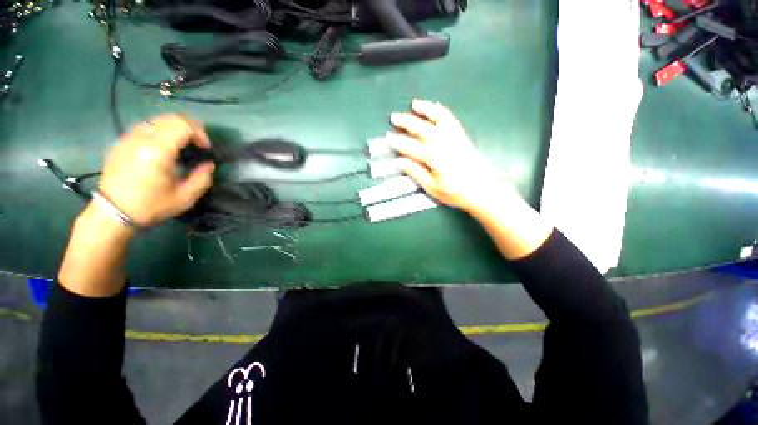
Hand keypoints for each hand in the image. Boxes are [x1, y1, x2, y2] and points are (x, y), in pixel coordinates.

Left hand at [98, 114, 215, 226]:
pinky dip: (160, 132)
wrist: (112, 213)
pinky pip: (145, 127)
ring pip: (157, 120)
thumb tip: (209, 165)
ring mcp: (129, 138)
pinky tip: (163, 147)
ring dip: (175, 129)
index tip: (206, 148)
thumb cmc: (151, 206)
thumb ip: (202, 178)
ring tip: (182, 145)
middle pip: (170, 118)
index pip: (183, 125)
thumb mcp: (185, 198)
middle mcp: (142, 138)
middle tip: (198, 144)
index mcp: (158, 150)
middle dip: (190, 128)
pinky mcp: (121, 143)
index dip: (200, 133)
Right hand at [387, 99, 504, 212]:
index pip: (410, 146)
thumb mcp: (432, 187)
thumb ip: (416, 172)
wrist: (481, 189)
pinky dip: (441, 111)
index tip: (388, 137)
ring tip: (414, 103)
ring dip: (425, 109)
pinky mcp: (461, 136)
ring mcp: (454, 137)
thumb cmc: (455, 192)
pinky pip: (450, 119)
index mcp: (433, 157)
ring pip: (437, 118)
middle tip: (394, 117)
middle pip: (421, 128)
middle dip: (406, 122)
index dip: (398, 142)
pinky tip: (435, 108)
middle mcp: (443, 142)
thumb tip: (400, 162)